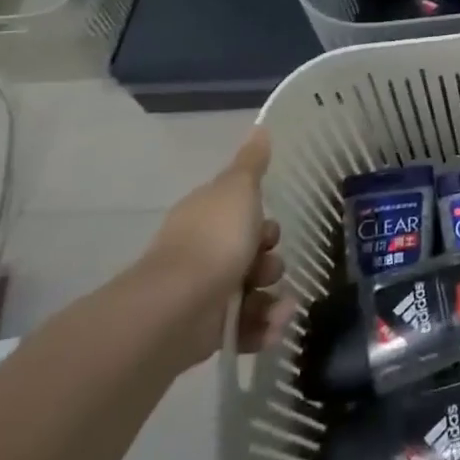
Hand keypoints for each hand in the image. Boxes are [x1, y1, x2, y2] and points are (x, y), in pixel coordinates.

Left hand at [139, 128, 289, 366]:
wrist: (178, 306)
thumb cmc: (214, 238)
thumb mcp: (239, 189)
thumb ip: (251, 163)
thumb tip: (260, 128)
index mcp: (207, 218)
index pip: (242, 217)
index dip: (263, 223)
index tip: (270, 230)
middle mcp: (203, 254)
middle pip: (251, 256)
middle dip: (271, 263)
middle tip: (270, 267)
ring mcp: (204, 294)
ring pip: (252, 293)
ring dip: (274, 301)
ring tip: (280, 309)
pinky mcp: (206, 332)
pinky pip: (244, 328)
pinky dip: (262, 329)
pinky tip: (273, 328)